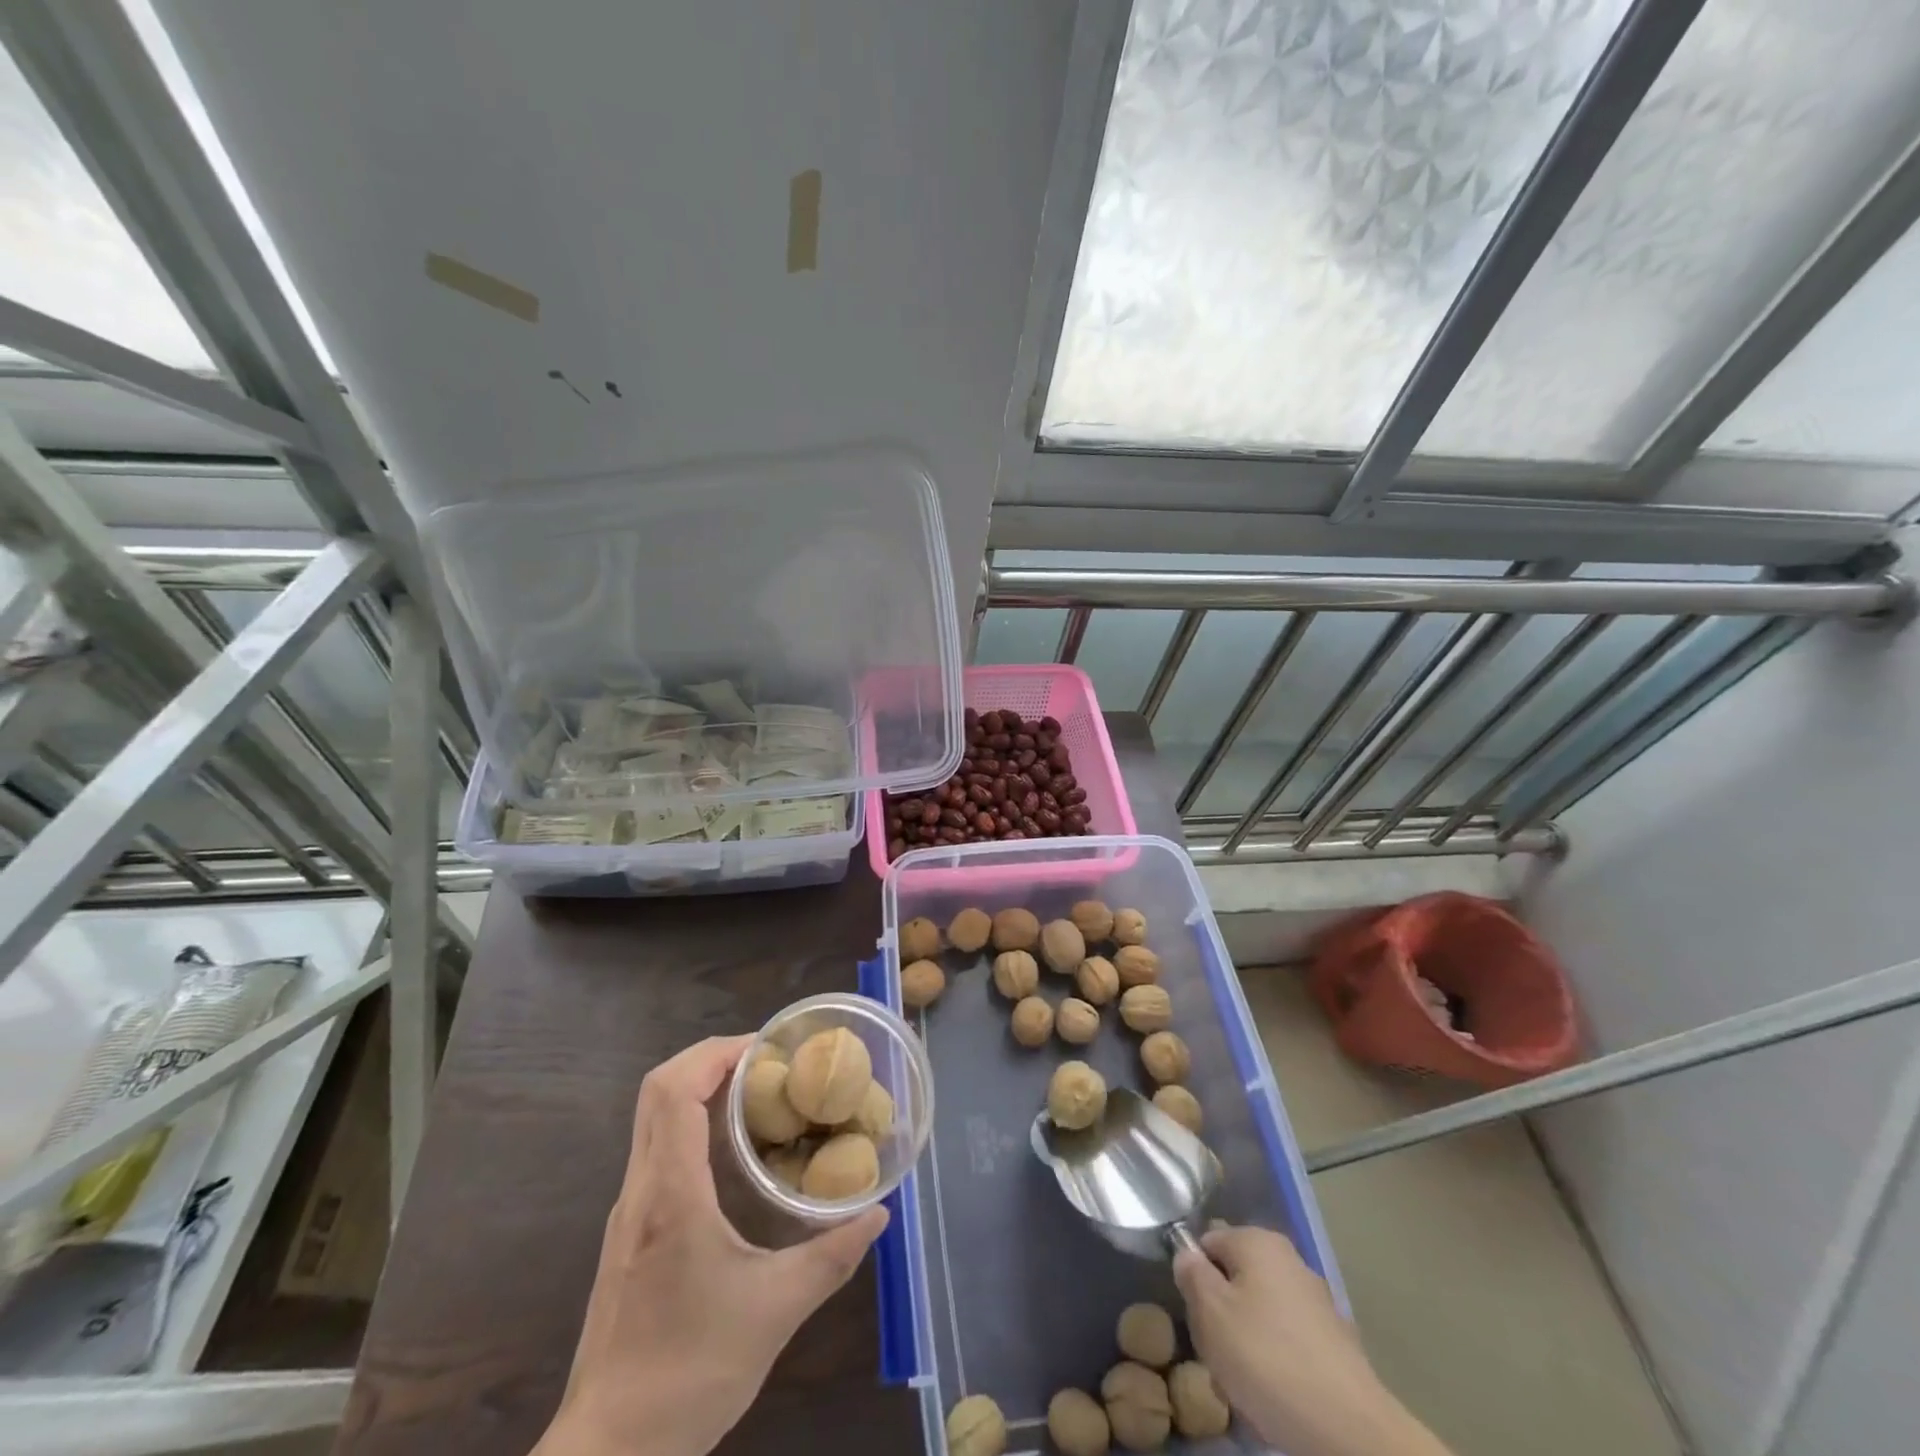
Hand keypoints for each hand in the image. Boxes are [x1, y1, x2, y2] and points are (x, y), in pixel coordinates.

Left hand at [534, 1036, 888, 1455]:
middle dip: (709, 1060)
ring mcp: (627, 1214)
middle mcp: (640, 1192)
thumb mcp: (775, 1313)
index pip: (674, 1091)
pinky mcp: (627, 1236)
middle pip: (657, 1091)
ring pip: (653, 1120)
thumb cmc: (689, 1374)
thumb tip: (879, 1215)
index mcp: (671, 1195)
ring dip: (700, 1091)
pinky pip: (656, 1152)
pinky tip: (732, 1157)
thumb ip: (832, 1257)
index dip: (715, 1053)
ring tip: (757, 1097)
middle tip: (766, 1063)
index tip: (765, 1049)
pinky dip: (691, 1126)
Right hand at [1173, 1225, 1451, 1455]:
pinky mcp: (1335, 1341)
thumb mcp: (1210, 1312)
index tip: (1196, 1315)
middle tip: (1217, 1351)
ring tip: (1244, 1379)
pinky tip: (1276, 1393)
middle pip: (1236, 1276)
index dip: (1194, 1275)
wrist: (1349, 1429)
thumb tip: (1188, 1256)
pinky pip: (1288, 1340)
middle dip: (1222, 1310)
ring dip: (1247, 1338)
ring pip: (1261, 1310)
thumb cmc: (1267, 1358)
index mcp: (1258, 1240)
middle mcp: (1289, 1258)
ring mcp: (1316, 1300)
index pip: (1208, 1242)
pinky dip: (1276, 1359)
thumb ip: (1191, 1274)